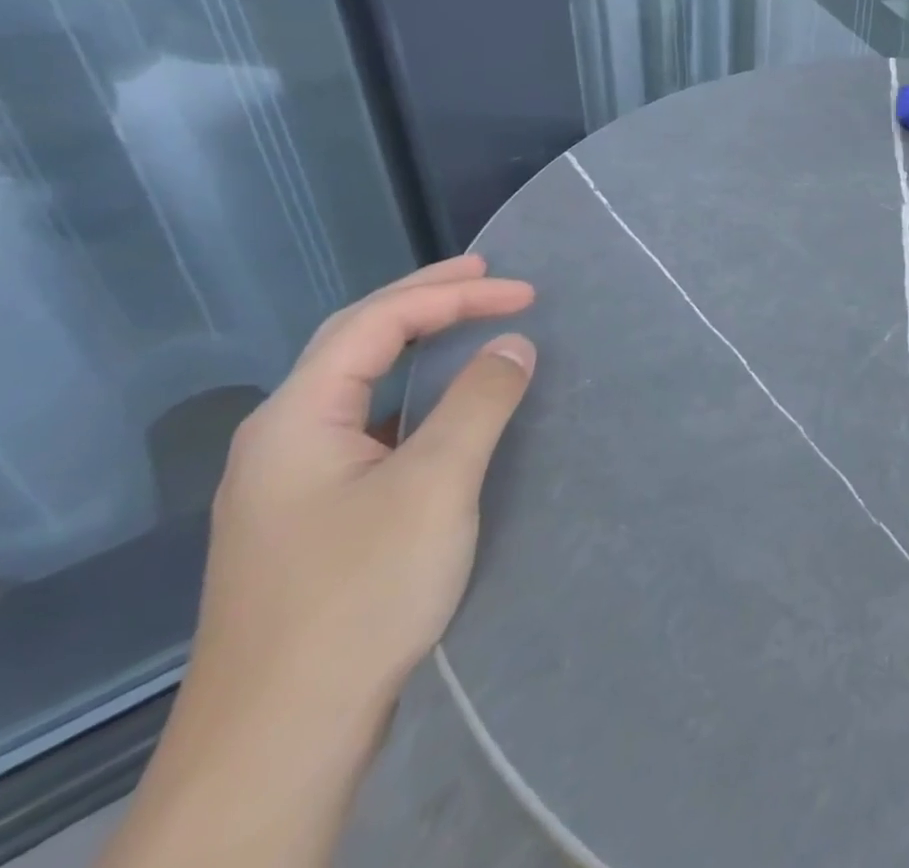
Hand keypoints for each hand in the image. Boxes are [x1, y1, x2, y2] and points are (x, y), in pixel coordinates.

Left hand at [194, 255, 537, 720]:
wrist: (281, 736)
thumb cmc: (359, 593)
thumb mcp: (434, 485)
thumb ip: (478, 401)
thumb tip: (514, 342)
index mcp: (295, 420)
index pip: (375, 323)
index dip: (453, 294)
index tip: (525, 292)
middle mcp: (281, 440)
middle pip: (354, 341)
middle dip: (425, 300)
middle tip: (488, 275)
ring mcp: (291, 482)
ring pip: (357, 384)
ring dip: (416, 343)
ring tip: (469, 322)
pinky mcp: (313, 516)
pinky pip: (368, 424)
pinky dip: (413, 392)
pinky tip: (441, 407)